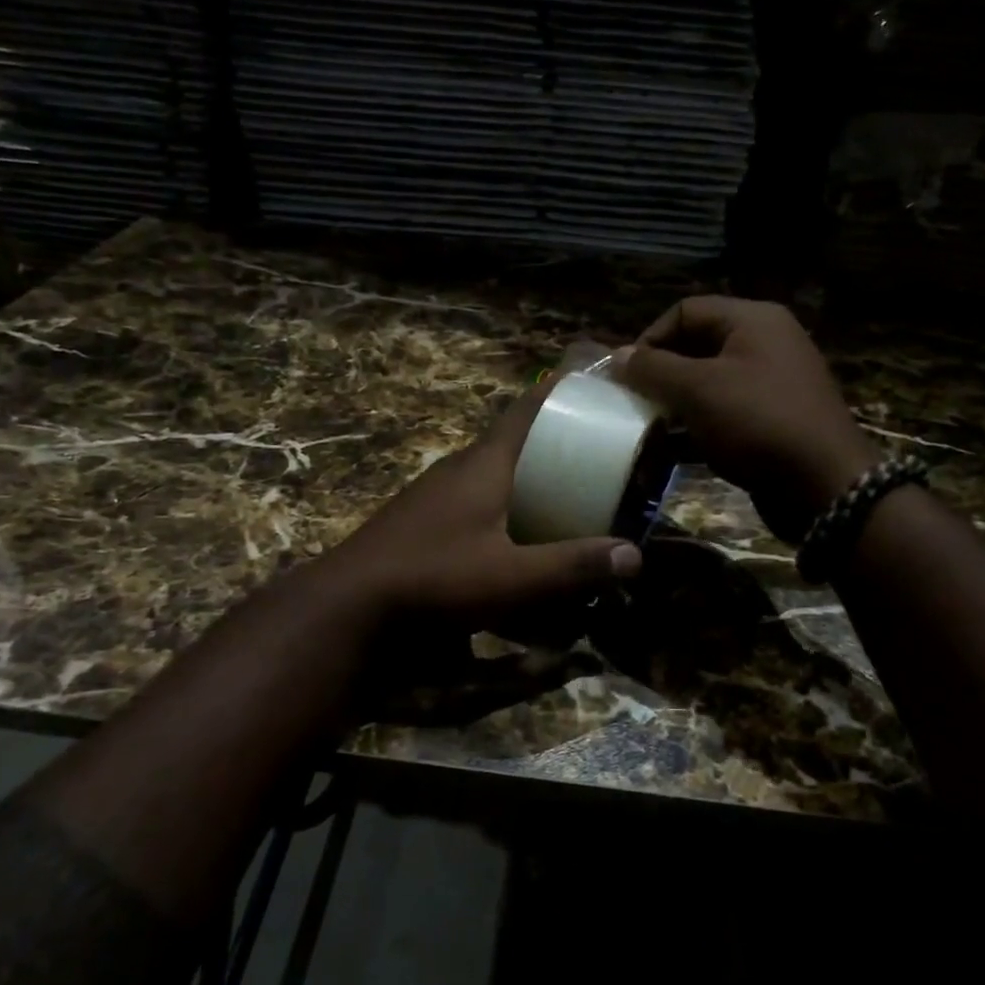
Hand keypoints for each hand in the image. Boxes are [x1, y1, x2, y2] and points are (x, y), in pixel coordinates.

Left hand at [323, 378, 643, 630]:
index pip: (529, 408)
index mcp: (485, 463)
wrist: (350, 604)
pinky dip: (505, 505)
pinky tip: (516, 537)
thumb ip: (572, 567)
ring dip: (529, 476)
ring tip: (566, 494)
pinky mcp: (424, 519)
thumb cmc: (435, 579)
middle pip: (516, 439)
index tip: (596, 380)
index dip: (563, 390)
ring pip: (495, 471)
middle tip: (599, 453)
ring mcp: (437, 493)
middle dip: (557, 441)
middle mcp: (461, 467)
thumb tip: (634, 557)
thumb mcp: (512, 578)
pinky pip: (476, 498)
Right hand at [613, 297, 878, 542]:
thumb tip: (618, 356)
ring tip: (646, 427)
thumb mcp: (698, 390)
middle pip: (696, 345)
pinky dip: (695, 427)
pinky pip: (723, 413)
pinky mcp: (770, 421)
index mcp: (753, 321)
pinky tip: (670, 450)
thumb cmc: (757, 423)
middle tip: (632, 401)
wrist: (823, 485)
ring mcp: (770, 384)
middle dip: (660, 373)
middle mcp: (764, 344)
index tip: (626, 375)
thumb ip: (653, 369)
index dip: (650, 338)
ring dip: (674, 403)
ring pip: (708, 383)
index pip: (685, 311)